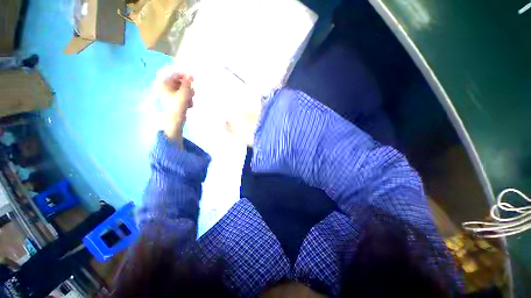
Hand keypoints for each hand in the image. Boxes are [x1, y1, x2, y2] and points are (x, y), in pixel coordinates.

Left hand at [160, 72, 194, 146]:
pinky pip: (183, 95)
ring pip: (183, 89)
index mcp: (165, 83)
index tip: (193, 79)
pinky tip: (188, 105)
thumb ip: (187, 84)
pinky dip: (187, 99)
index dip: (185, 75)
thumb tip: (190, 74)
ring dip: (189, 94)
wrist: (175, 121)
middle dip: (188, 88)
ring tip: (190, 101)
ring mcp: (171, 93)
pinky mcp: (175, 99)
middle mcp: (167, 87)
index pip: (175, 74)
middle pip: (180, 82)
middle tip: (192, 93)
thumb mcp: (183, 94)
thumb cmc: (177, 107)